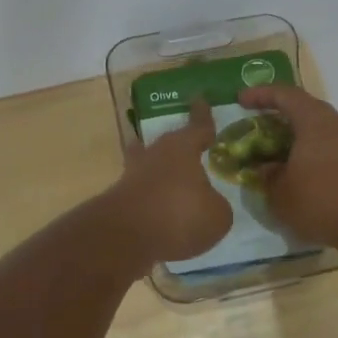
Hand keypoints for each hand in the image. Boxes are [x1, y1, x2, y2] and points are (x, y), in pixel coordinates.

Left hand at [106, 98, 233, 263]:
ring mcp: (133, 177)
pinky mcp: (120, 200)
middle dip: (177, 144)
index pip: (197, 126)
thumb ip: (217, 205)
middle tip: (188, 146)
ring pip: (148, 165)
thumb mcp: (217, 215)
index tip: (200, 100)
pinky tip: (162, 211)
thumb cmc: (179, 215)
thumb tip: (209, 204)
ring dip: (159, 171)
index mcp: (182, 148)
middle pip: (167, 143)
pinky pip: (142, 193)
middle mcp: (155, 155)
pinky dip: (152, 199)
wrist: (126, 238)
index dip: (202, 116)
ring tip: (171, 178)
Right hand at [237, 85, 337, 249]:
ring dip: (302, 141)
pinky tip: (308, 179)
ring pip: (324, 133)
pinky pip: (337, 151)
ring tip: (284, 160)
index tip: (242, 100)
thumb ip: (268, 177)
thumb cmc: (322, 201)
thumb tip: (267, 168)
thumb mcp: (280, 194)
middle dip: (283, 119)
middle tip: (262, 132)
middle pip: (308, 111)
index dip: (262, 94)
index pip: (286, 95)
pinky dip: (318, 157)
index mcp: (316, 121)